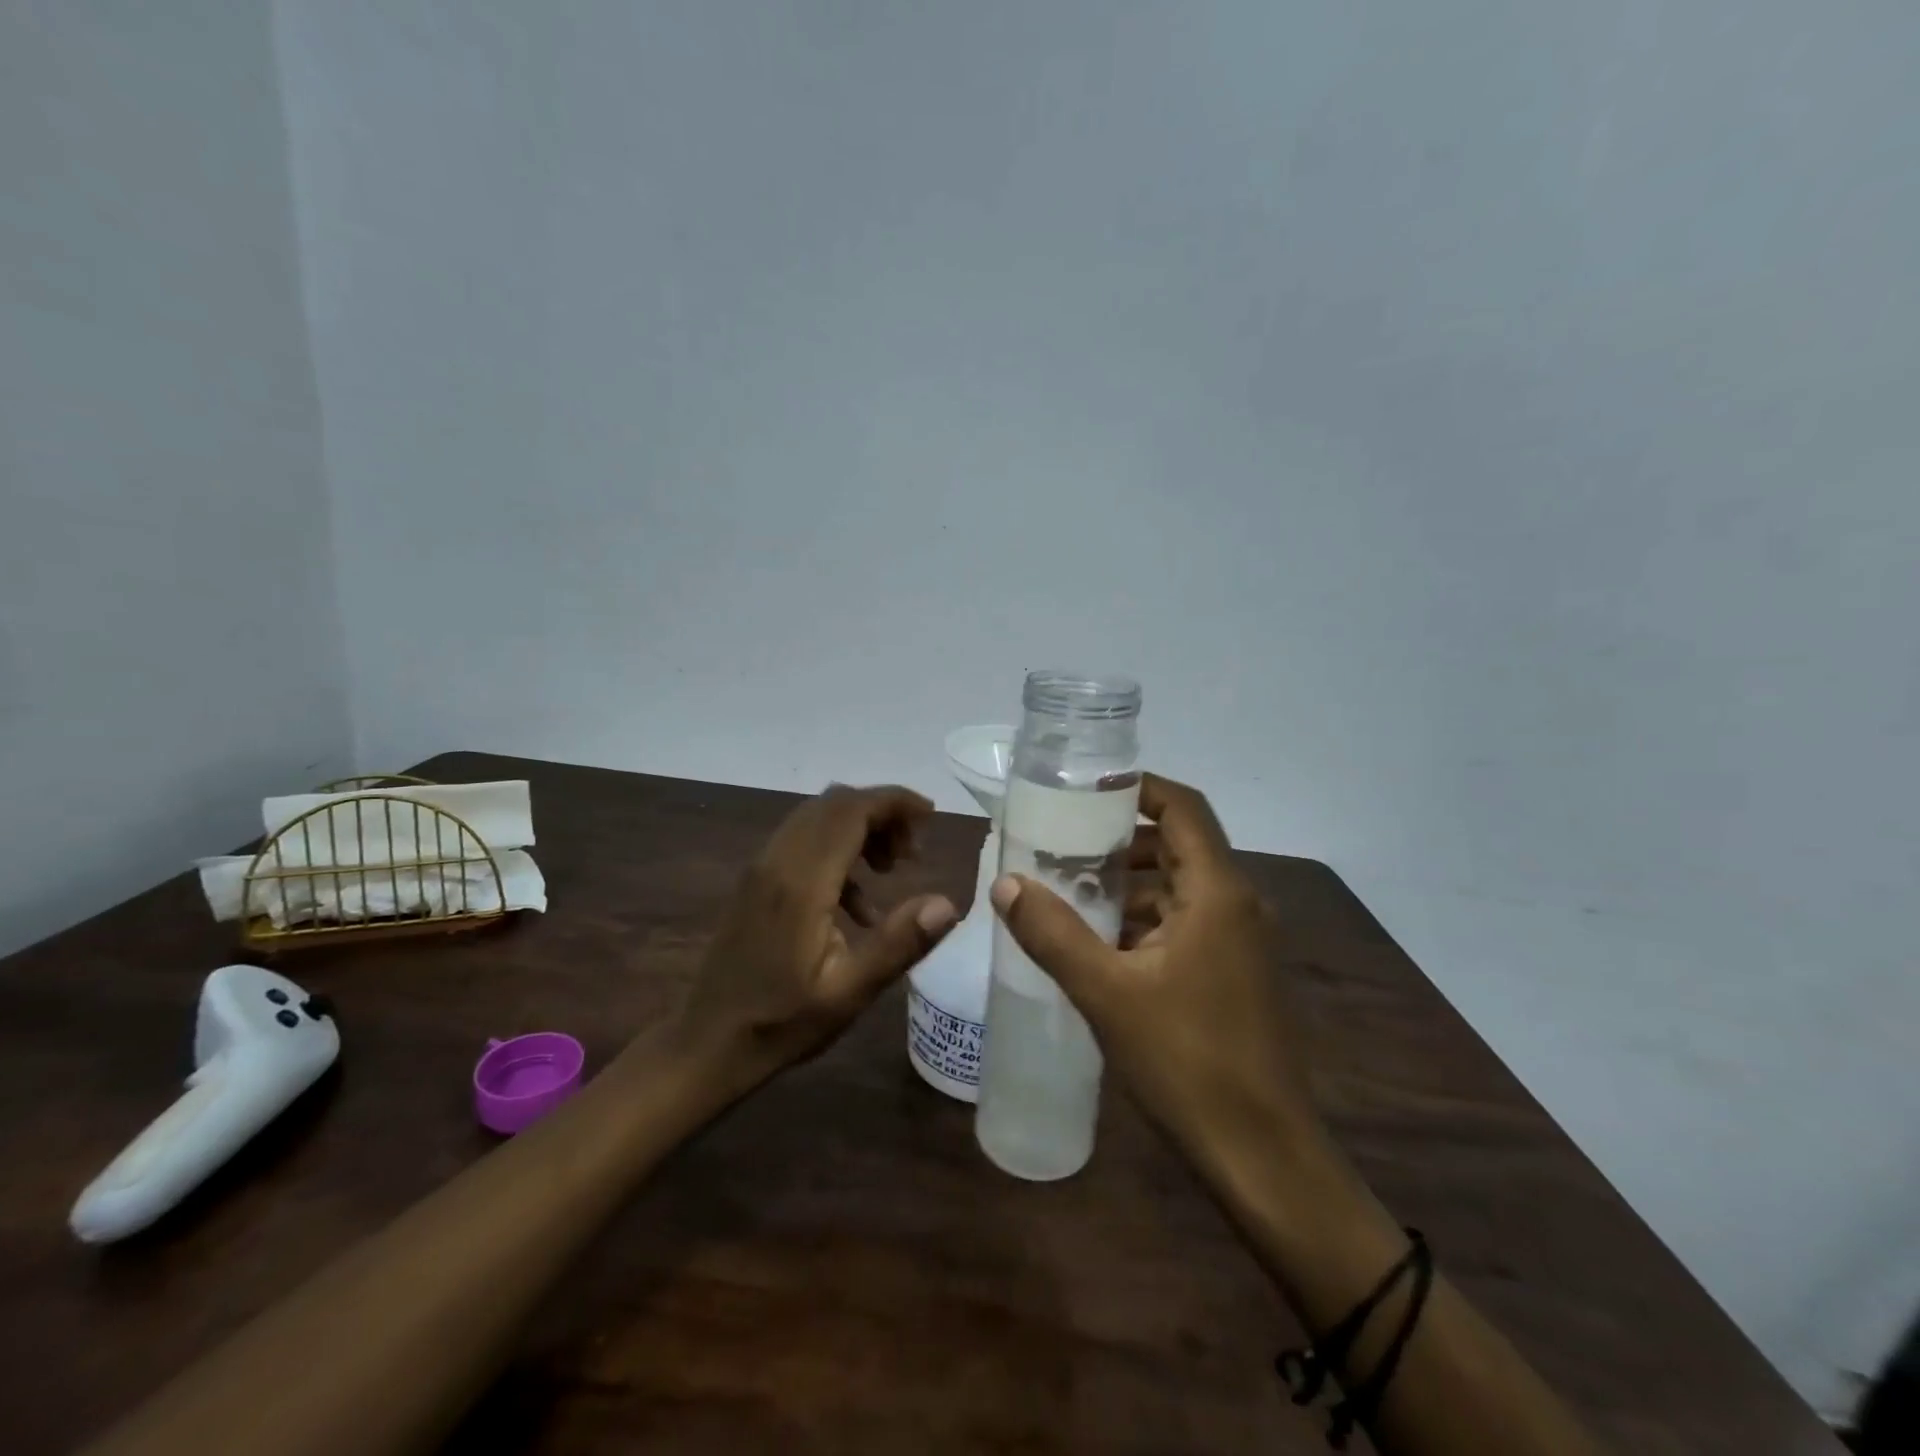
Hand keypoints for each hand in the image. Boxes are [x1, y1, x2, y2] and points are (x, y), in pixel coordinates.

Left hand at [675, 784, 957, 1093]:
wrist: (707, 1043)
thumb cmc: (781, 1023)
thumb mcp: (849, 993)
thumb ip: (899, 943)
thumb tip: (947, 903)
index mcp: (802, 881)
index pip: (851, 810)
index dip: (894, 801)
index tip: (931, 815)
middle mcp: (778, 860)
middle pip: (835, 804)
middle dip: (882, 813)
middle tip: (913, 853)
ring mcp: (761, 867)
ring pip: (818, 817)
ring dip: (860, 828)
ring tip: (891, 870)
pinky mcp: (755, 879)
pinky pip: (803, 840)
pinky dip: (838, 849)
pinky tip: (857, 903)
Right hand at [988, 773, 1322, 1175]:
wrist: (1262, 1156)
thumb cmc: (1188, 1061)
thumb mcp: (1108, 992)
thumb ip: (1052, 933)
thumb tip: (1005, 884)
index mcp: (1218, 892)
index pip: (1183, 807)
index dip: (1138, 788)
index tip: (1085, 790)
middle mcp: (1238, 905)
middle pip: (1178, 846)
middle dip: (1120, 841)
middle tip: (1061, 844)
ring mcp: (1241, 942)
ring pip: (1180, 890)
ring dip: (1129, 886)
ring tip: (1068, 891)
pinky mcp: (1235, 975)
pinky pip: (1186, 925)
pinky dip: (1144, 922)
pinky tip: (1099, 944)